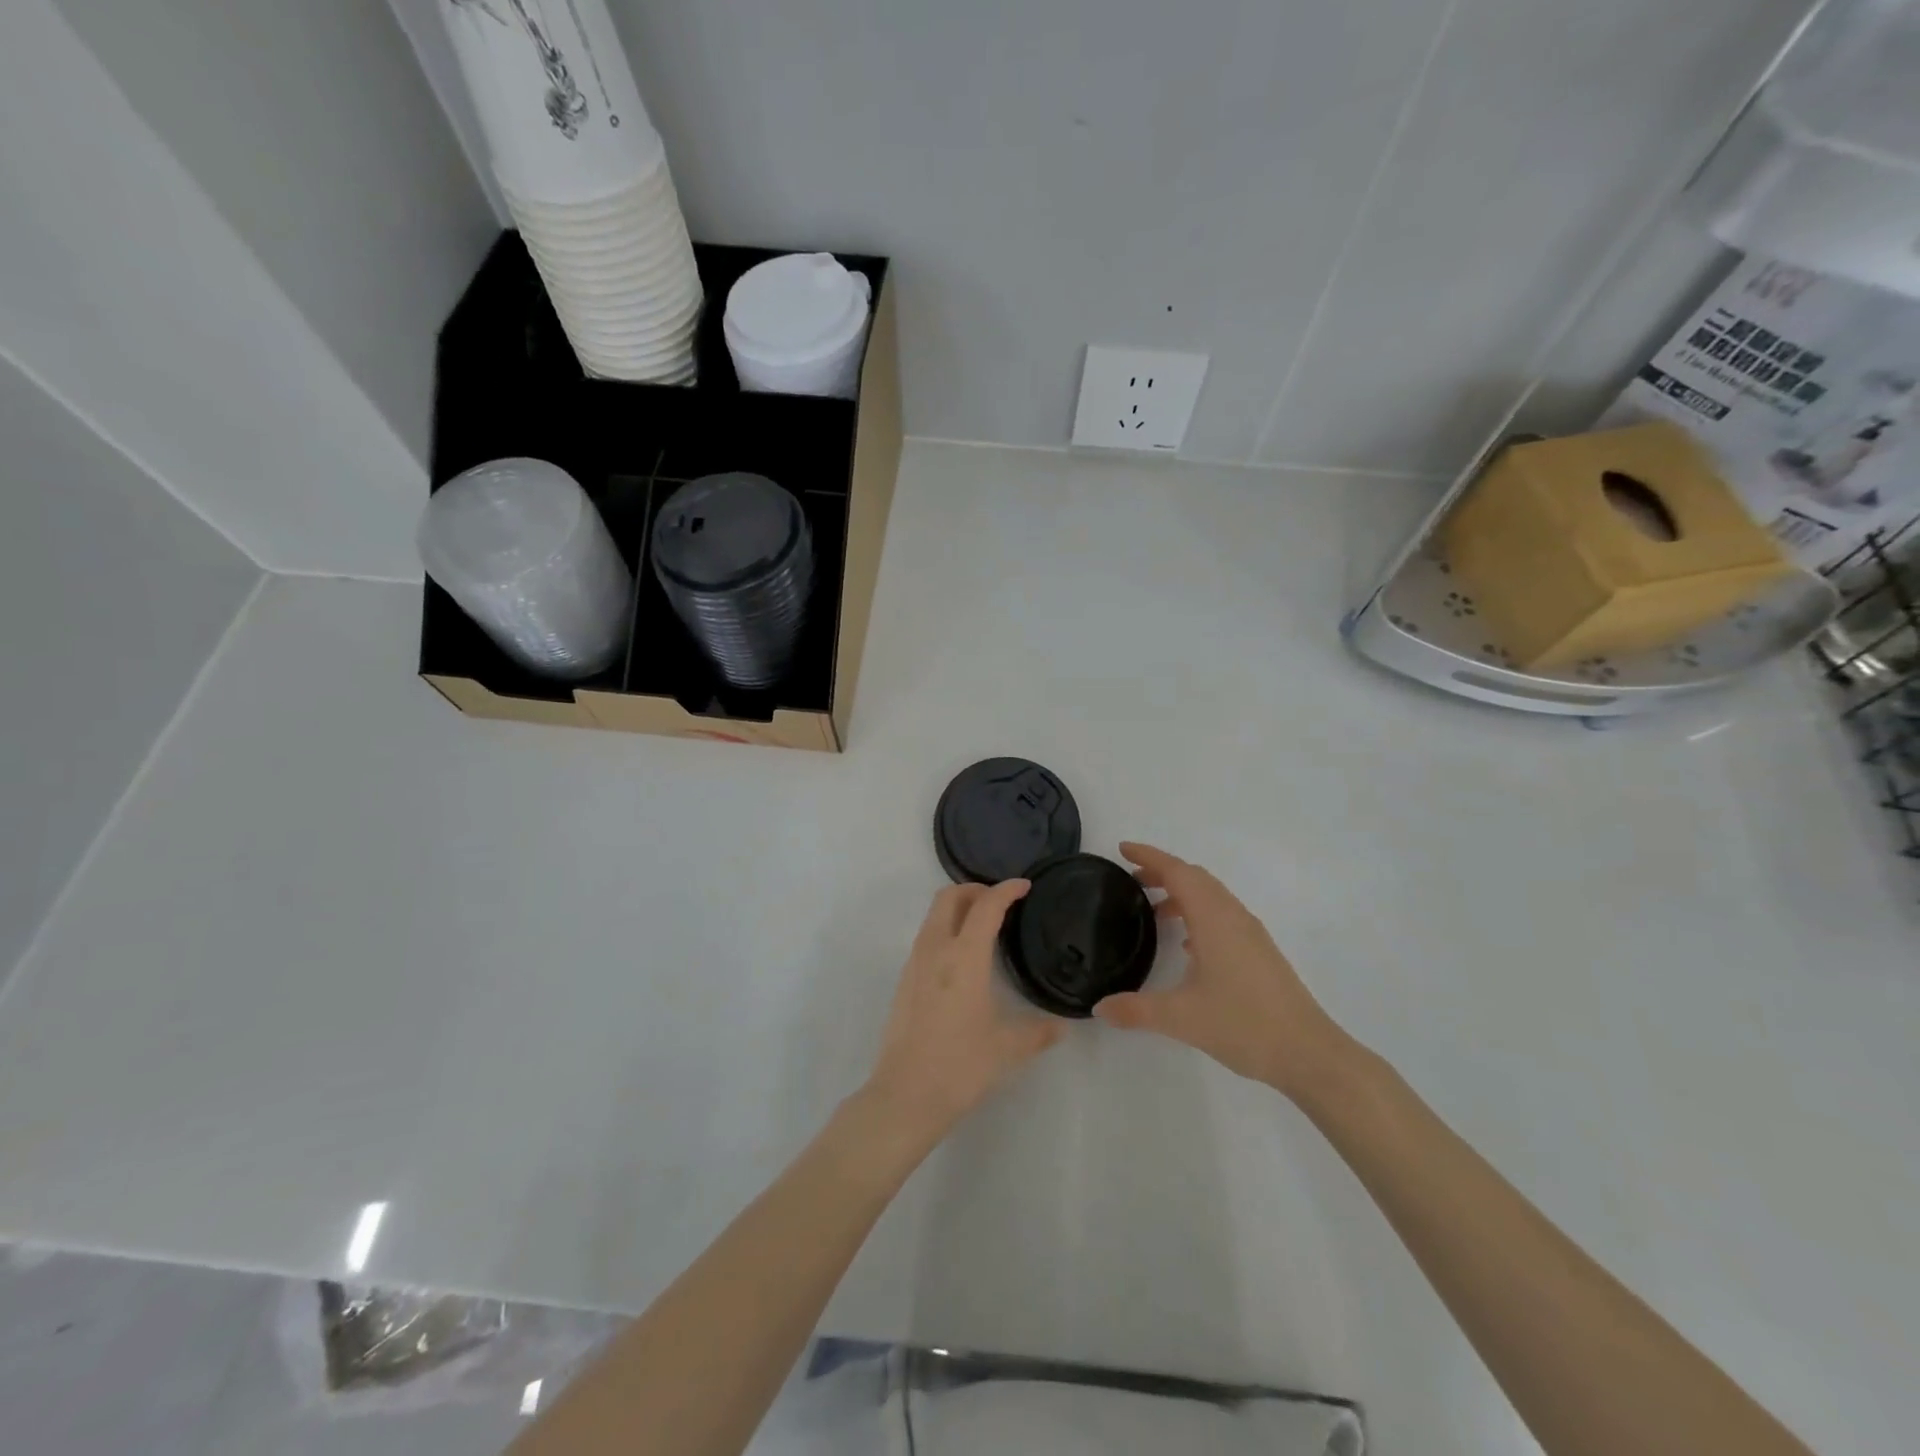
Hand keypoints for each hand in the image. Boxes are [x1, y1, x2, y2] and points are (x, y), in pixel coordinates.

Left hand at [862, 881, 1063, 1149]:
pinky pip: (926, 937)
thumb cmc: (960, 1066)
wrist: (904, 1095)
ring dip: (958, 908)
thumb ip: (1037, 1032)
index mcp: (964, 956)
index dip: (1006, 890)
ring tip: (984, 926)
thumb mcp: (1007, 1049)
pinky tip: (962, 957)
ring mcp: (914, 963)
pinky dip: (945, 929)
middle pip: (949, 896)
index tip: (1025, 886)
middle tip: (1001, 902)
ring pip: (934, 915)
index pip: (986, 906)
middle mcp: (935, 949)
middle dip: (975, 889)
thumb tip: (1061, 1027)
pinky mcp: (904, 980)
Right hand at [1093, 842, 1352, 1101]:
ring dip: (1182, 892)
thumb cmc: (1244, 1025)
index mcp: (1213, 919)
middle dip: (1163, 870)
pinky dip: (1198, 913)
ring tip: (1153, 910)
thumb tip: (1100, 1007)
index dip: (1149, 856)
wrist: (1308, 1053)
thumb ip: (1136, 1010)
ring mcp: (1250, 933)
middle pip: (1195, 877)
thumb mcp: (1181, 1018)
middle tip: (1132, 878)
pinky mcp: (1259, 951)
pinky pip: (1223, 915)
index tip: (1123, 849)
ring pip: (1211, 896)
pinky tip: (1187, 945)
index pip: (1178, 872)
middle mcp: (1233, 916)